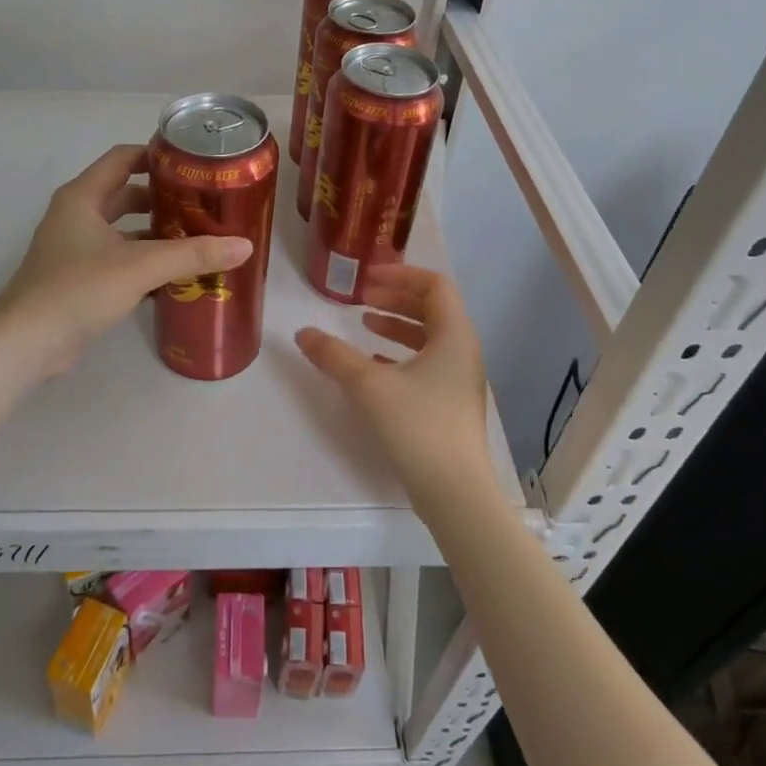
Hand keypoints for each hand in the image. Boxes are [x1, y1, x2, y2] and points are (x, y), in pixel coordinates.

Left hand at [0, 144, 252, 379]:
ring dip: (155, 233)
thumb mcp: (140, 266)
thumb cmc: (78, 289)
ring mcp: (75, 249)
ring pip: (123, 230)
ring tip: (197, 239)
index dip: (156, 155)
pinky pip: (118, 259)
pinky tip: (174, 276)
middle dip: (163, 198)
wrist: (26, 344)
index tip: (193, 163)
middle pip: (125, 194)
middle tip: (203, 204)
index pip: (123, 158)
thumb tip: (244, 245)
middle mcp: (76, 216)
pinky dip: (143, 261)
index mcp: (83, 197)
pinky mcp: (78, 279)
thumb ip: (192, 255)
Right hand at [295, 266, 492, 513]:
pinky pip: (428, 364)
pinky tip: (374, 365)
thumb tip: (302, 333)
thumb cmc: (417, 426)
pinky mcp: (451, 404)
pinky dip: (400, 355)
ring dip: (397, 326)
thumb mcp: (368, 385)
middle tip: (361, 298)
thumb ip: (334, 355)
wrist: (455, 491)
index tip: (367, 278)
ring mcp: (459, 379)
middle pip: (432, 308)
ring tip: (365, 326)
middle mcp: (463, 351)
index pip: (434, 285)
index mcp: (453, 335)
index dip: (400, 274)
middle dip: (396, 297)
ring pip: (429, 337)